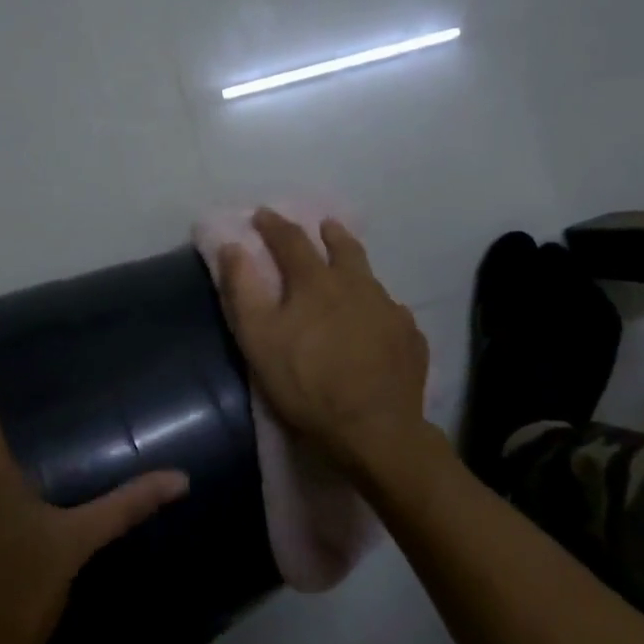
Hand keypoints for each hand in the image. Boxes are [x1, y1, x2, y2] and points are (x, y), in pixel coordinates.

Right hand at [218, 209, 430, 479]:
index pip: (291, 239)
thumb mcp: (258, 339)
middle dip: (329, 233)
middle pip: (344, 247)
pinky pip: (391, 312)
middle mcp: (357, 284)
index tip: (261, 214)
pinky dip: (377, 308)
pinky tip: (376, 322)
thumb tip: (232, 247)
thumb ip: (242, 290)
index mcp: (316, 281)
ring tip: (349, 272)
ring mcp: (390, 309)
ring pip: (370, 277)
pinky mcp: (411, 337)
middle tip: (323, 226)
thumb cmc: (306, 383)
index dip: (273, 224)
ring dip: (355, 267)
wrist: (375, 430)